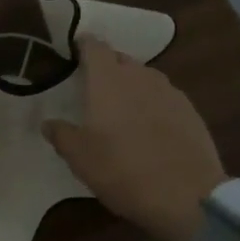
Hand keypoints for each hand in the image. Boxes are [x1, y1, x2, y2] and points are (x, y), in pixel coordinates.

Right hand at [44, 37, 226, 240]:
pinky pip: (163, 97)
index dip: (83, 45)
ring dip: (130, 85)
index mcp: (108, 80)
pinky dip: (152, 104)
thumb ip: (61, 134)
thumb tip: (48, 123)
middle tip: (93, 86)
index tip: (74, 50)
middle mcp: (140, 76)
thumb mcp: (79, 157)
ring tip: (120, 108)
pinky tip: (149, 127)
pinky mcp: (190, 111)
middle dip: (106, 67)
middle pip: (120, 59)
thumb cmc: (122, 170)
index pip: (94, 46)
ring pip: (144, 78)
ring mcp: (169, 92)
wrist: (186, 195)